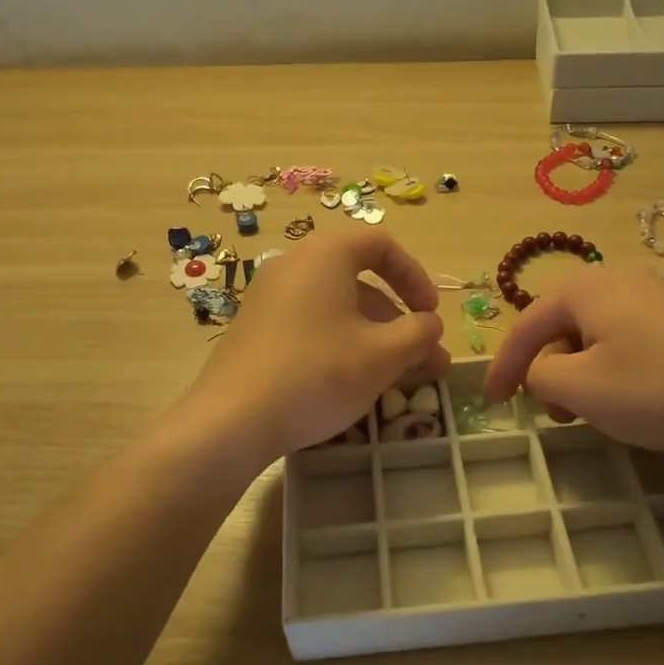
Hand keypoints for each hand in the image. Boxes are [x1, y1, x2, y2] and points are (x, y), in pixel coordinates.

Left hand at [184, 229, 448, 461]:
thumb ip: (418, 333)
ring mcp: (269, 298)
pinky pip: (311, 324)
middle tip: (426, 359)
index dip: (415, 276)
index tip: (430, 314)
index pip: (381, 244)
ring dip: (375, 337)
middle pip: (360, 281)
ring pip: (337, 308)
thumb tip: (430, 324)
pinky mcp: (256, 329)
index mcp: (325, 255)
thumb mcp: (382, 355)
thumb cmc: (318, 374)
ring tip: (401, 379)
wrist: (233, 420)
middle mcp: (293, 265)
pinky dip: (342, 343)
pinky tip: (355, 381)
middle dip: (400, 321)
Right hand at [483, 267, 663, 452]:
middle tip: (554, 413)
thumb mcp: (581, 388)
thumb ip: (540, 375)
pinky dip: (616, 369)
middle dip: (549, 370)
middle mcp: (619, 280)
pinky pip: (631, 340)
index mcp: (585, 289)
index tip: (491, 403)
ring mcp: (659, 296)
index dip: (503, 366)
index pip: (526, 325)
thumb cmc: (659, 387)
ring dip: (583, 374)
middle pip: (563, 326)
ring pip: (598, 336)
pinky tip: (637, 399)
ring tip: (595, 412)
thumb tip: (540, 370)